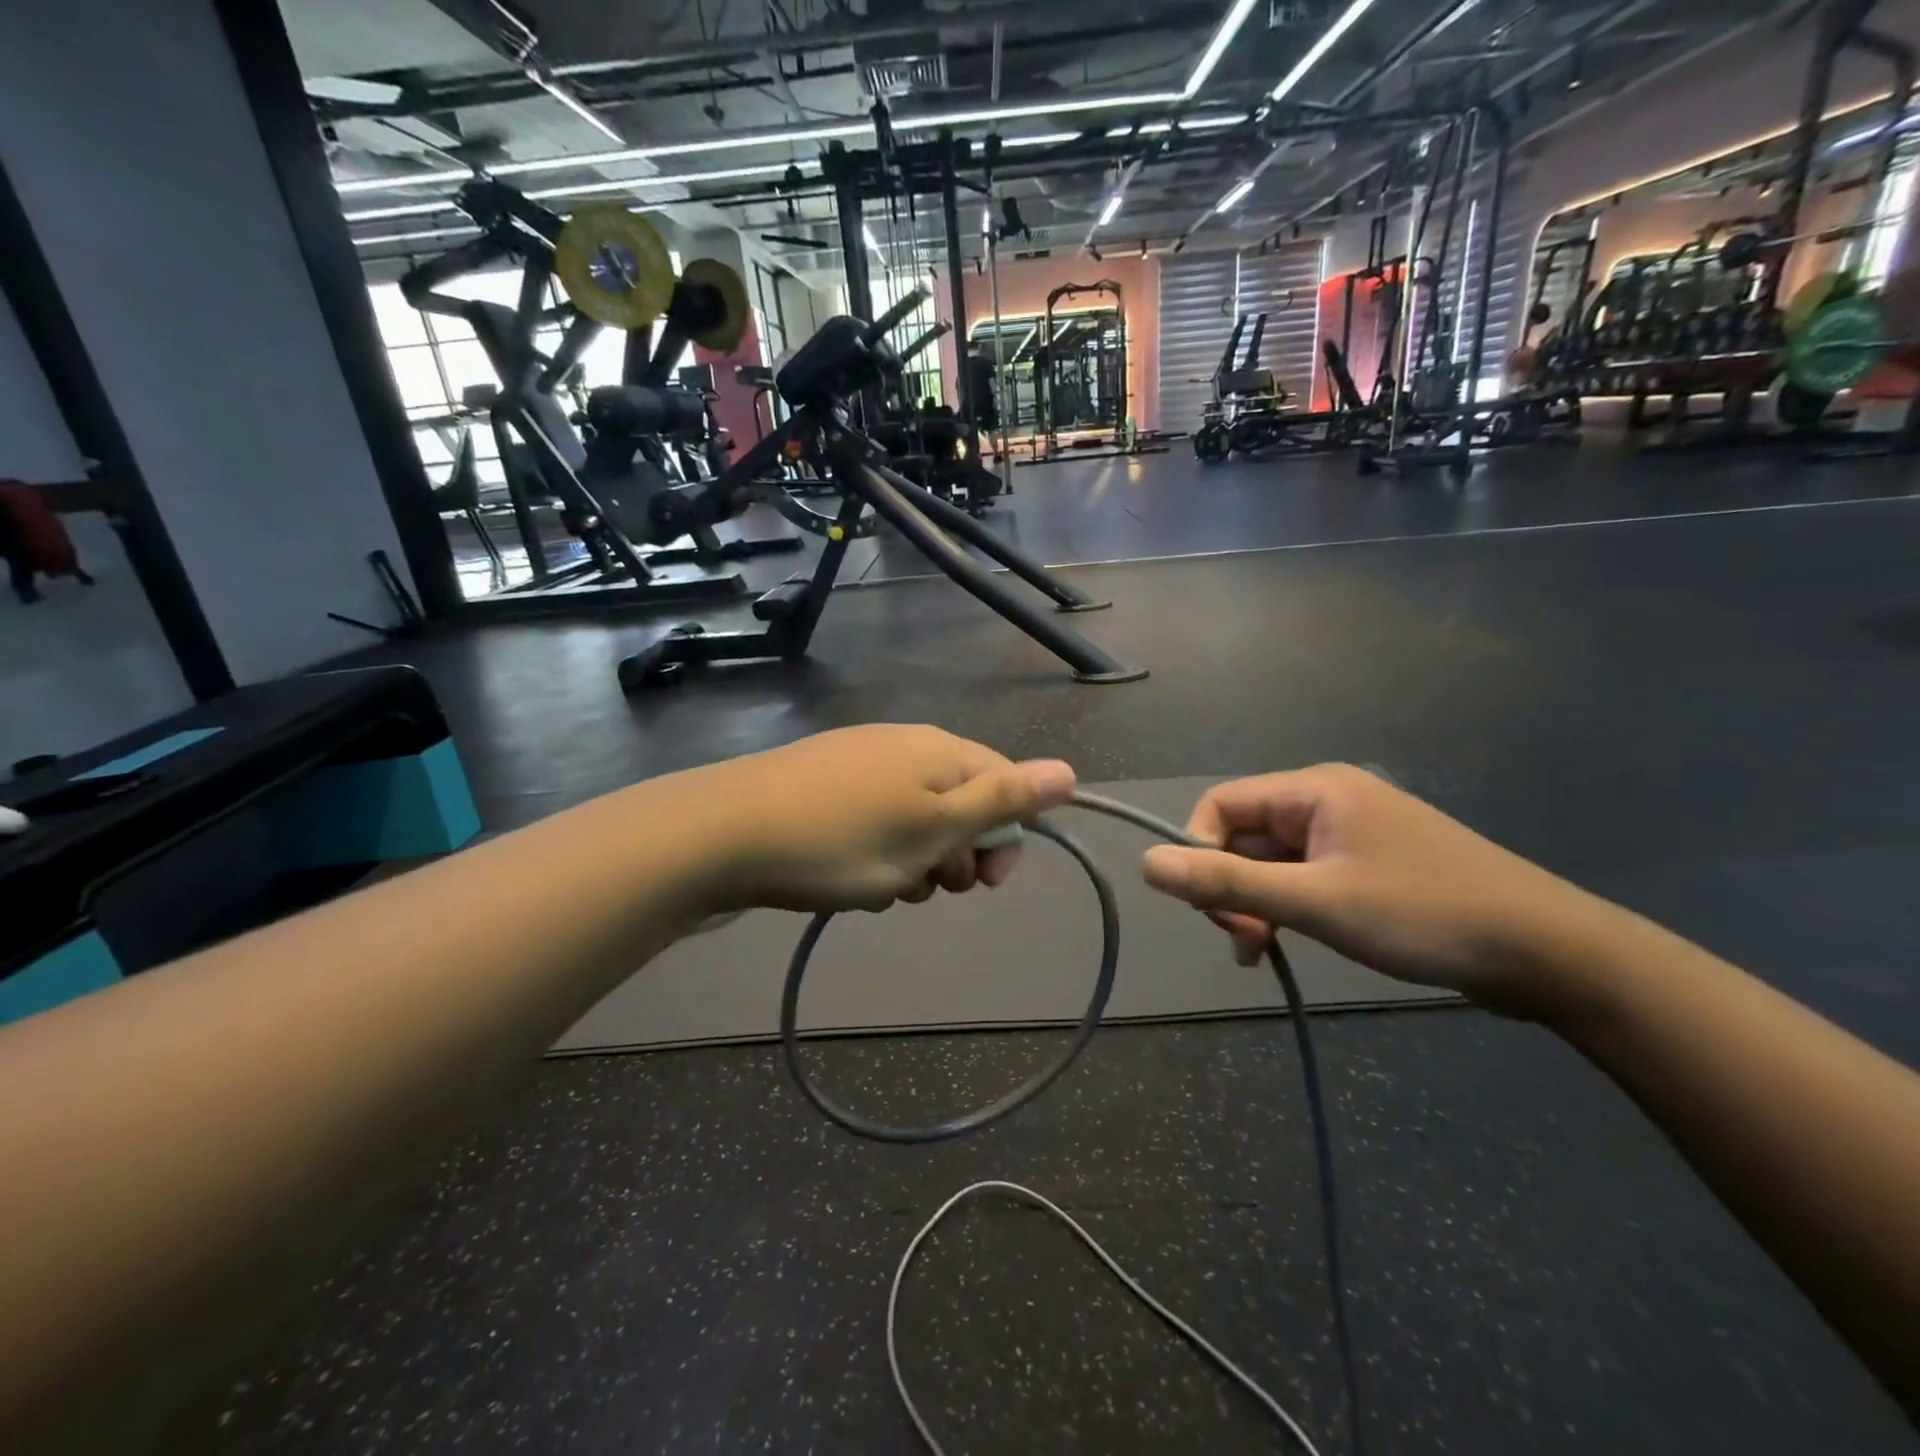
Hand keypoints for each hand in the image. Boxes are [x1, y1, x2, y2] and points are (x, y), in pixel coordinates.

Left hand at [680, 725, 1074, 915]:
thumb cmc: (843, 840)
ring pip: (917, 819)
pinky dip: (878, 853)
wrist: (724, 833)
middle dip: (956, 854)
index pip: (1005, 783)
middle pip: (961, 803)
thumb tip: (1069, 771)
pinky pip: (876, 821)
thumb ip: (1003, 801)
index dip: (1006, 837)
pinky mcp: (824, 783)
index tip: (987, 885)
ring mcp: (861, 762)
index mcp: (940, 751)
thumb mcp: (933, 829)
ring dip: (916, 861)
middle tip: (928, 886)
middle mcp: (905, 746)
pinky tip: (851, 876)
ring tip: (885, 887)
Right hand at [1140, 764, 1606, 1014]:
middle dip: (1232, 887)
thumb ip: (1227, 882)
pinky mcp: (1370, 864)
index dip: (1199, 853)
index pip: (1220, 806)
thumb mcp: (1316, 902)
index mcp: (1314, 789)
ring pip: (1272, 861)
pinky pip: (1304, 876)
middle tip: (1248, 941)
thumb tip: (1146, 864)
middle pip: (1243, 834)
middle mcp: (1327, 799)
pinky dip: (1288, 907)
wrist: (1551, 952)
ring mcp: (1351, 832)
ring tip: (1265, 951)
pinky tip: (1290, 942)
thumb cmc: (1424, 915)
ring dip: (1258, 903)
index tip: (1214, 910)